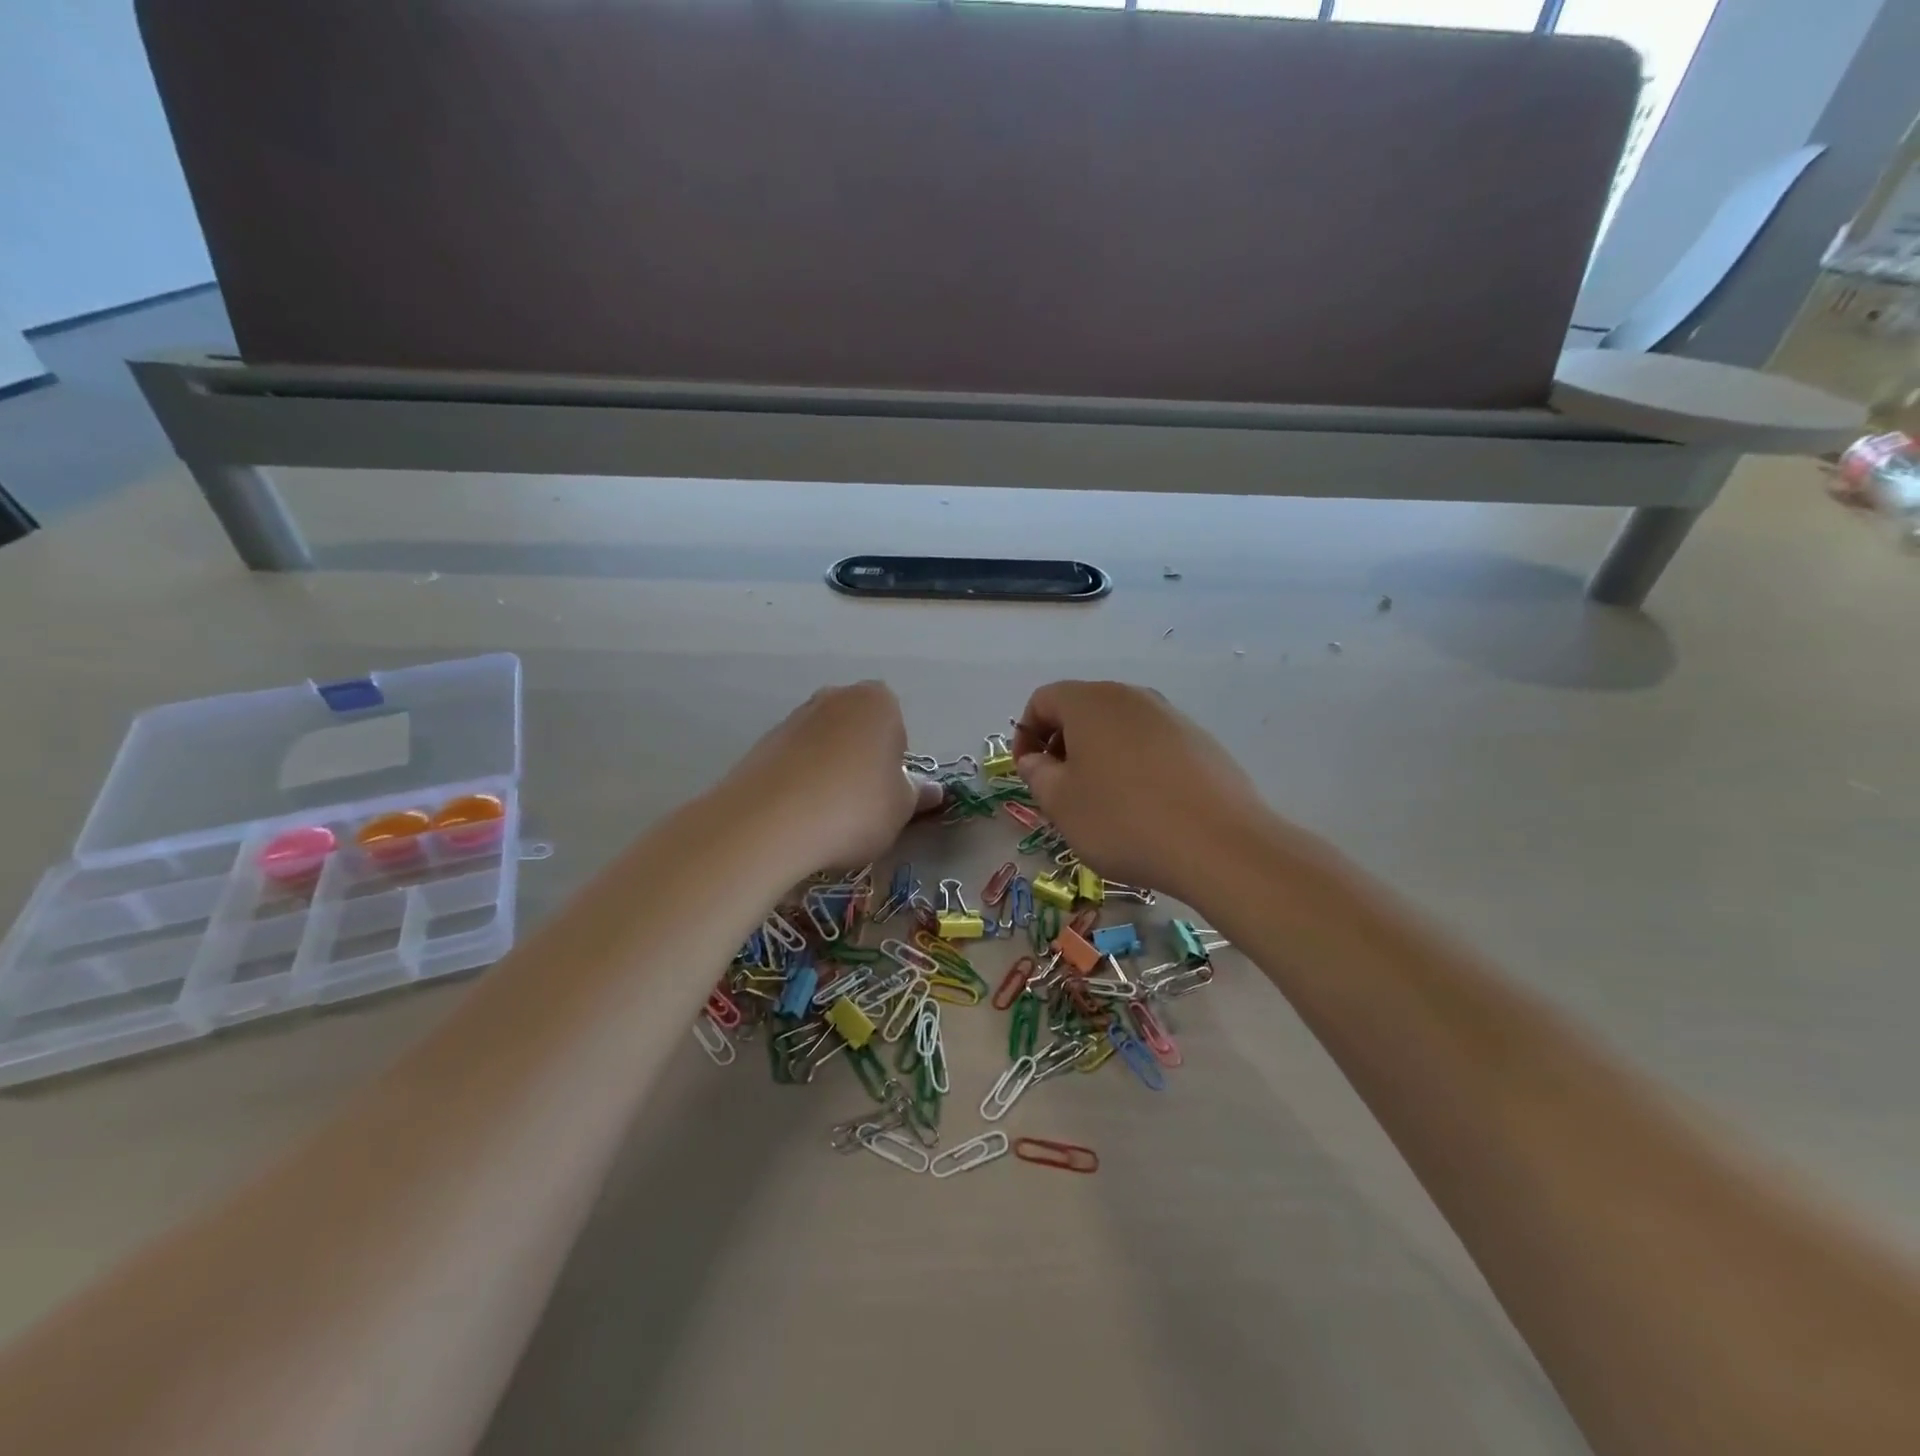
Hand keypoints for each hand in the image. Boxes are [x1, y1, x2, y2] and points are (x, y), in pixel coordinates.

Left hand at [725, 682, 941, 875]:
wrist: (769, 823)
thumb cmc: (855, 808)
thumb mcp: (901, 809)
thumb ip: (916, 794)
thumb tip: (932, 790)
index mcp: (878, 701)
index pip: (898, 729)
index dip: (895, 765)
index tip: (888, 795)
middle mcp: (835, 697)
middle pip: (858, 731)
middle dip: (862, 761)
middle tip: (861, 805)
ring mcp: (794, 718)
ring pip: (825, 745)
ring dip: (829, 772)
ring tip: (826, 815)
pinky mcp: (762, 743)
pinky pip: (794, 761)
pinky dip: (800, 782)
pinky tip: (798, 815)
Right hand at [1012, 681, 1269, 902]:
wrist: (1218, 844)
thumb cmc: (1123, 820)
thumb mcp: (1060, 803)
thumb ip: (1036, 773)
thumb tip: (1036, 759)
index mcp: (1090, 702)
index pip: (1042, 700)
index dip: (1026, 734)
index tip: (1028, 773)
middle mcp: (1131, 696)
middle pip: (1082, 709)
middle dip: (1062, 745)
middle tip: (1059, 789)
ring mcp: (1170, 715)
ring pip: (1118, 727)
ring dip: (1098, 755)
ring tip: (1102, 802)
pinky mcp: (1200, 741)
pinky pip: (1151, 744)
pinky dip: (1134, 765)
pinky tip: (1143, 806)